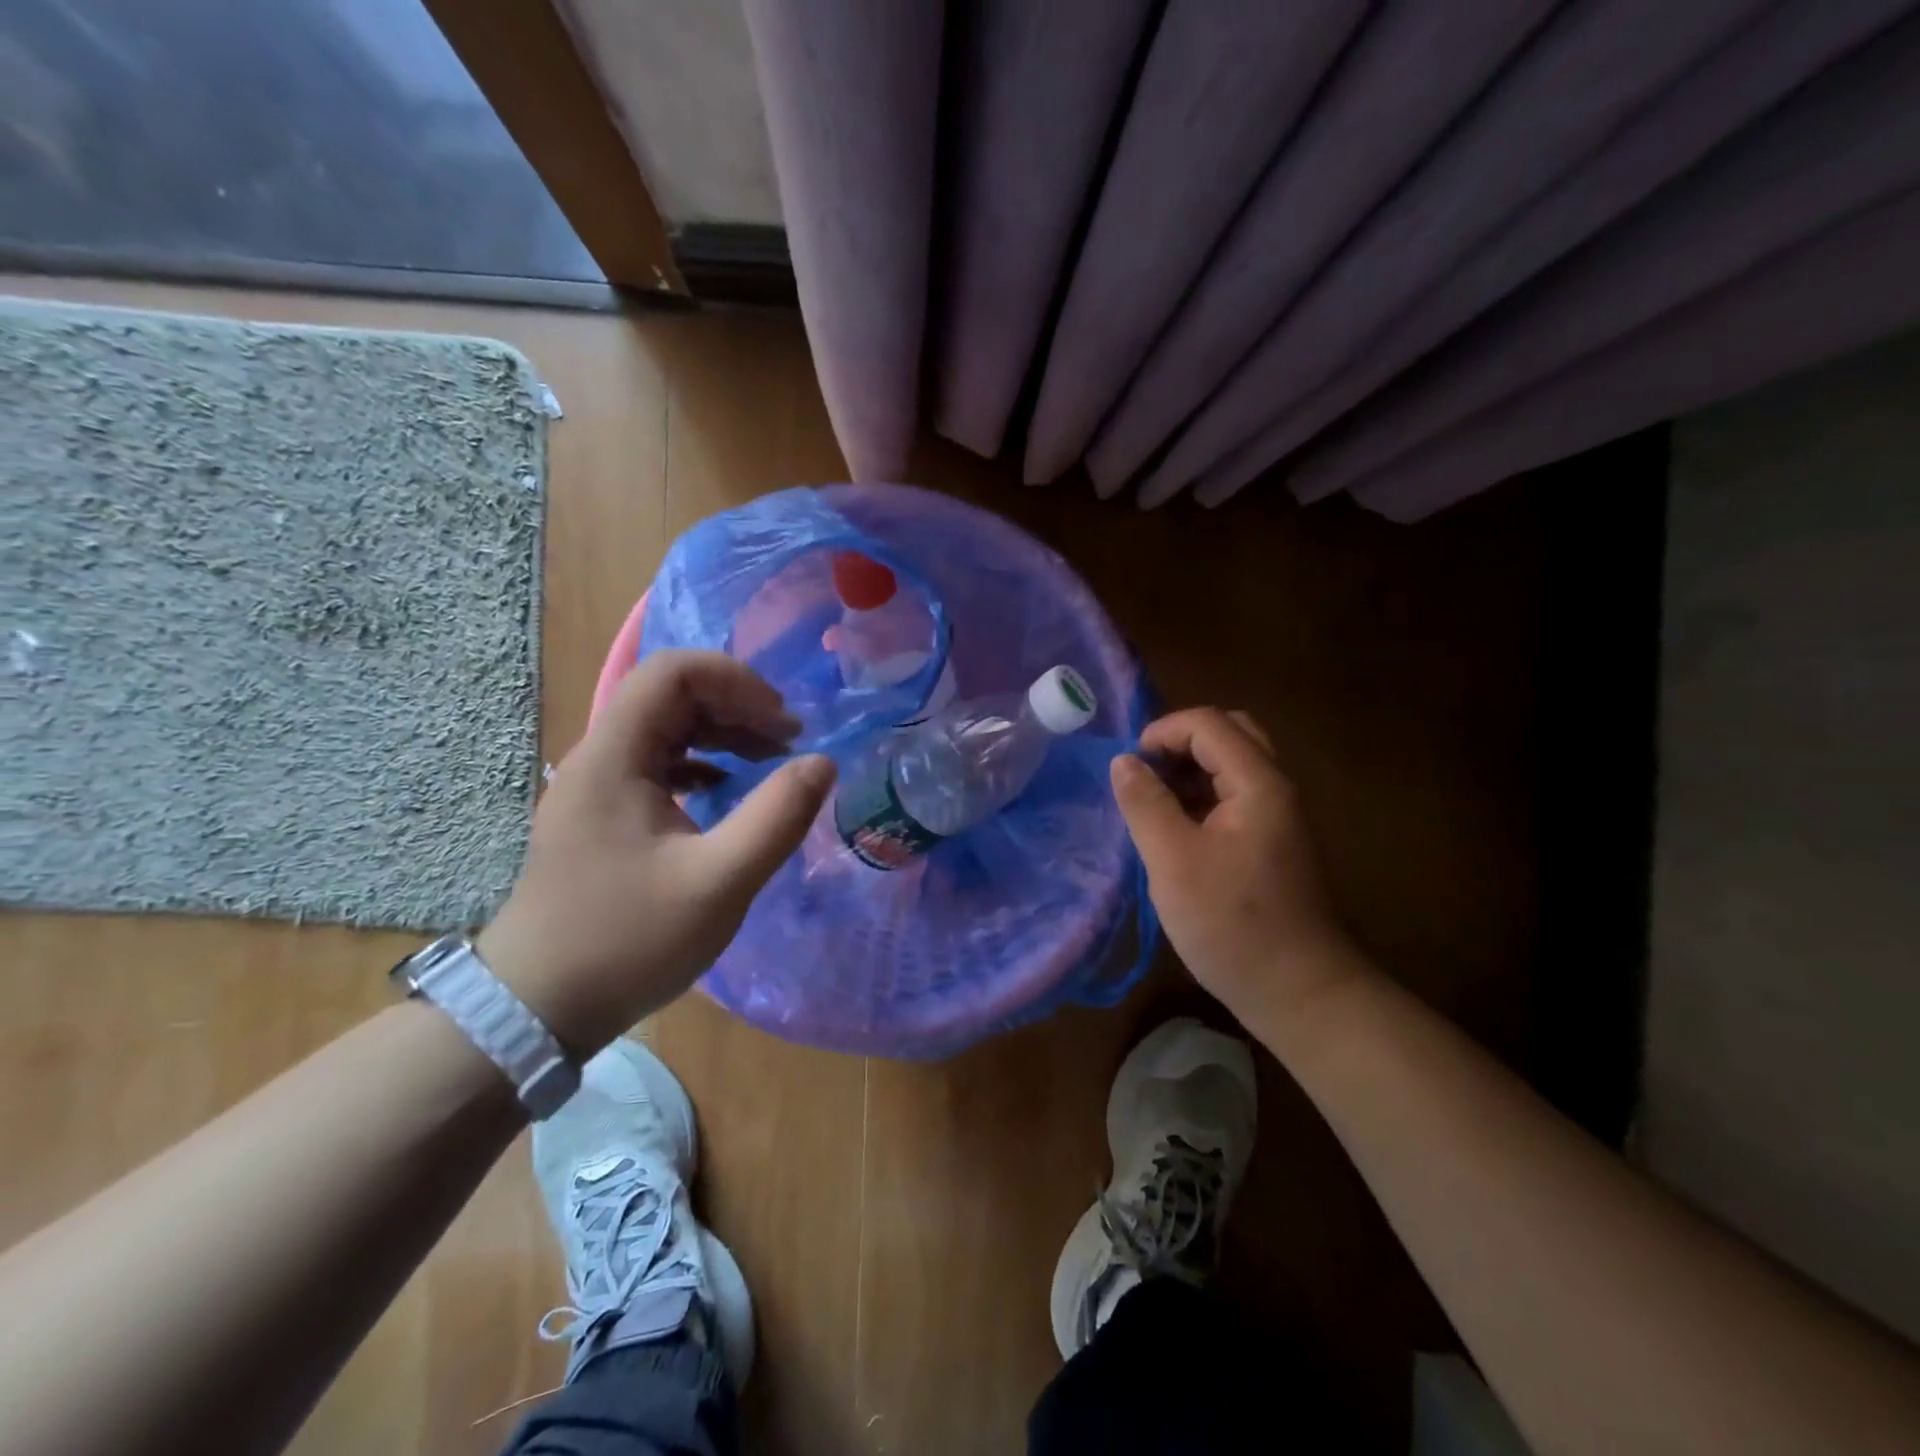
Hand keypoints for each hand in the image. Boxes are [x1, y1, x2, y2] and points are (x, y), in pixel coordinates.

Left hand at [478, 650, 835, 1053]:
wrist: (538, 1008)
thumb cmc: (627, 942)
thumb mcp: (719, 882)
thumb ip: (777, 817)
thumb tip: (823, 763)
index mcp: (614, 758)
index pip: (672, 672)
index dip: (736, 681)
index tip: (782, 723)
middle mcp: (600, 758)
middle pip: (670, 695)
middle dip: (737, 706)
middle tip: (788, 742)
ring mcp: (598, 787)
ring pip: (665, 728)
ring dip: (723, 733)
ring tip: (771, 760)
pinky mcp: (604, 815)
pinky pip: (658, 764)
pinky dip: (703, 764)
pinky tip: (728, 790)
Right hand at [1111, 708, 1360, 1029]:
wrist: (1299, 991)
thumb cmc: (1232, 924)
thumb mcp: (1173, 861)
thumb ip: (1145, 803)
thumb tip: (1124, 761)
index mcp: (1258, 783)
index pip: (1208, 723)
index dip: (1162, 733)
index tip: (1128, 768)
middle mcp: (1275, 788)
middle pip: (1229, 734)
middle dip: (1179, 745)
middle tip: (1145, 777)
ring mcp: (1278, 816)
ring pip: (1232, 766)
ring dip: (1189, 772)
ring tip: (1152, 805)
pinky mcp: (1272, 843)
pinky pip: (1234, 797)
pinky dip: (1201, 798)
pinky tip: (1175, 831)